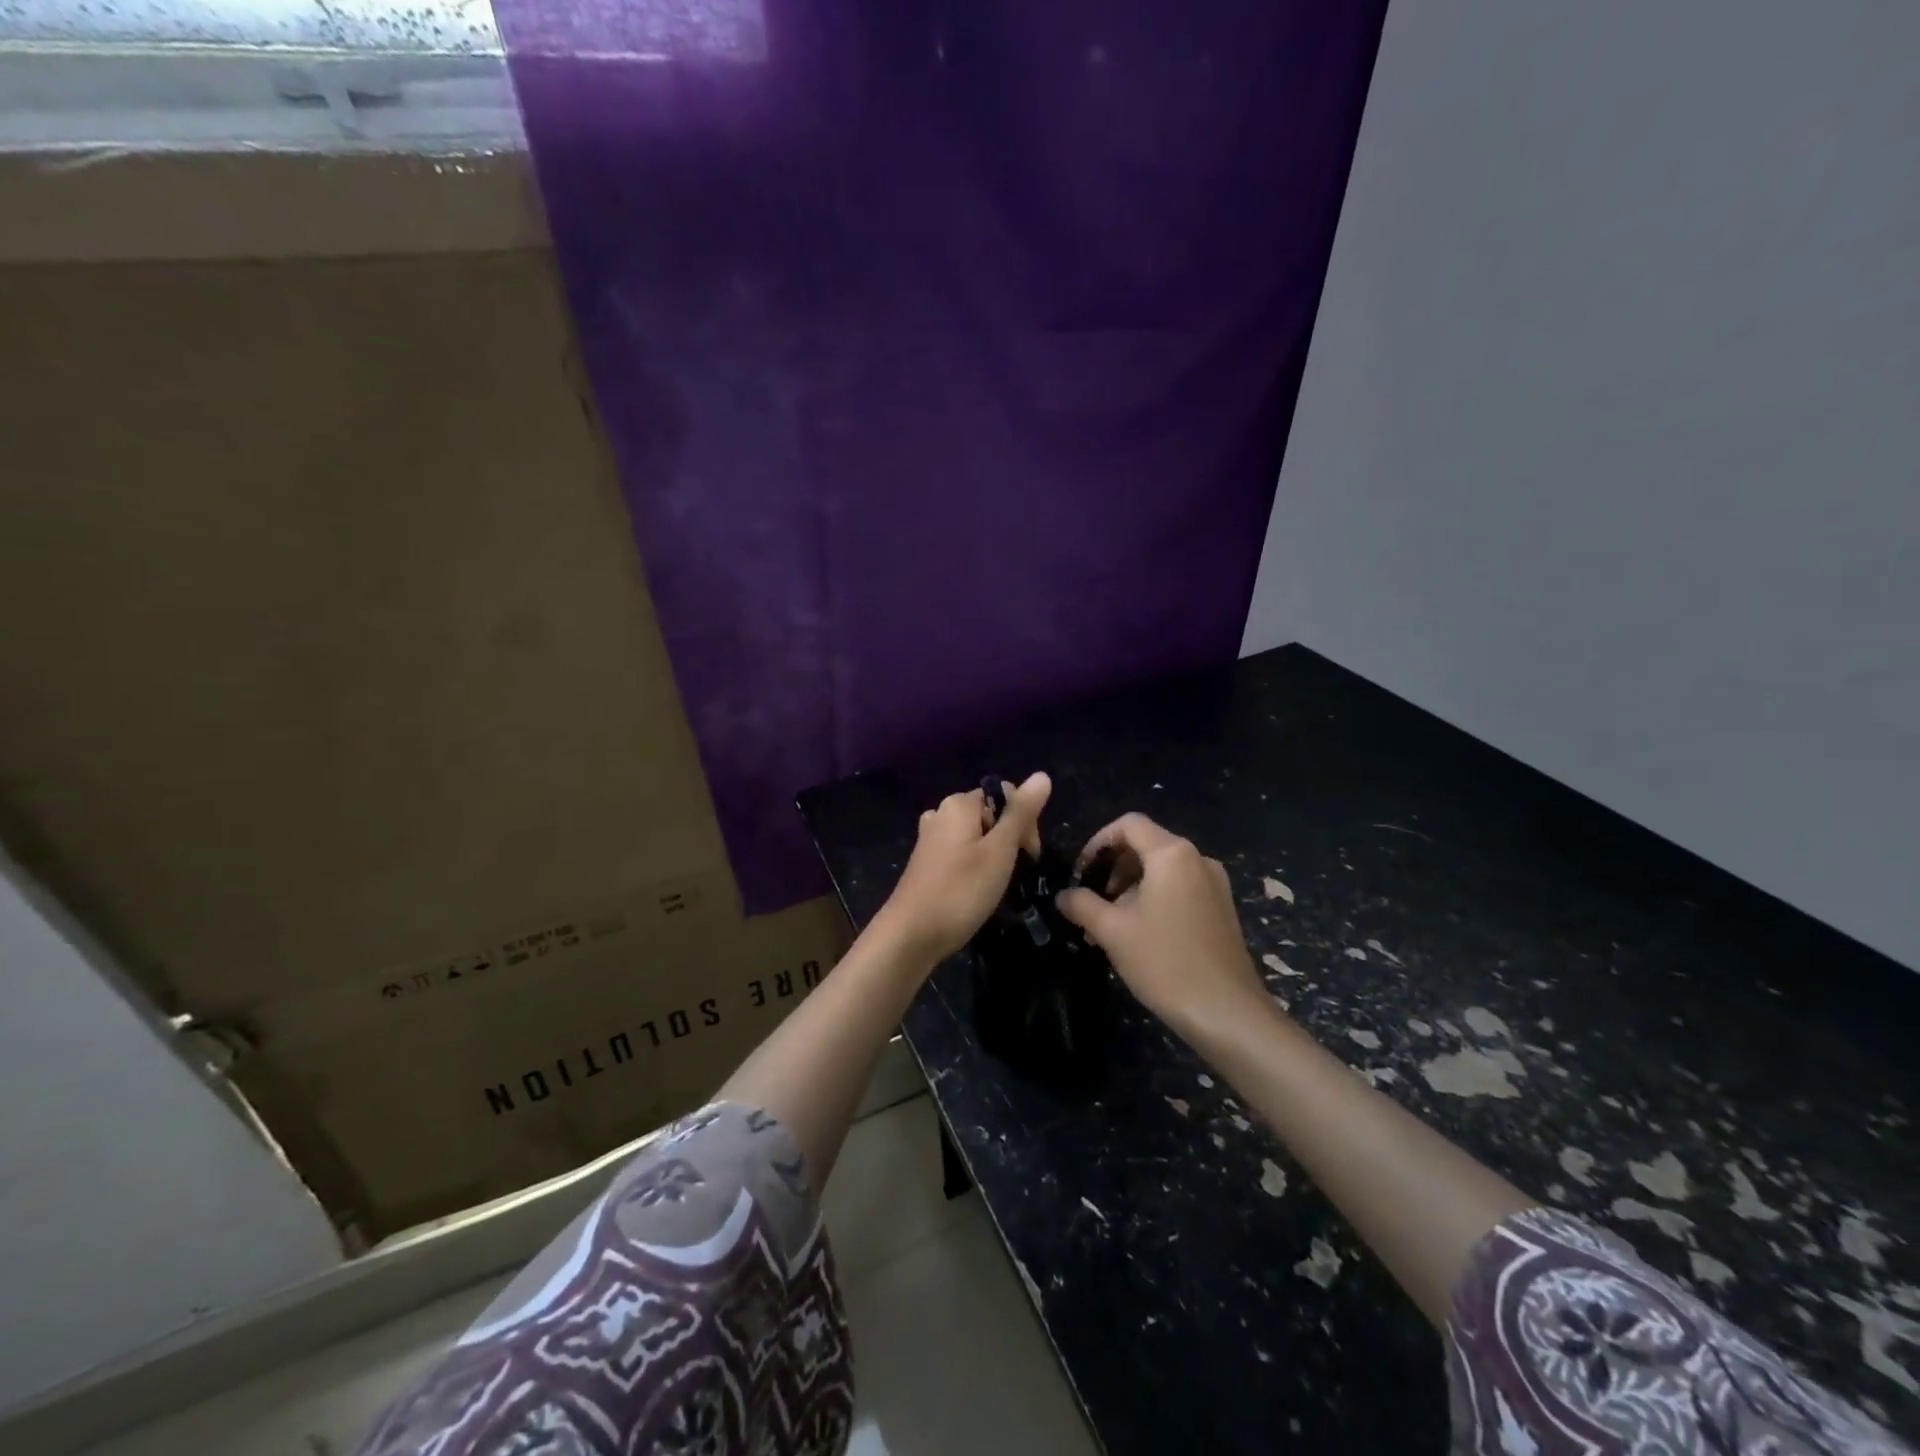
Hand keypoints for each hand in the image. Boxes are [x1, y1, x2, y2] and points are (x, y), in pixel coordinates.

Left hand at [877, 773, 1052, 964]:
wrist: (912, 935)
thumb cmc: (961, 890)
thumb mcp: (1000, 850)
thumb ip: (1021, 813)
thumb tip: (1042, 775)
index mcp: (959, 803)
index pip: (1006, 795)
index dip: (1025, 820)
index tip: (1029, 854)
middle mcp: (942, 812)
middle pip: (991, 813)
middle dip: (1011, 838)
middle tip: (1015, 872)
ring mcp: (931, 837)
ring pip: (977, 835)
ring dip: (994, 854)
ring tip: (997, 884)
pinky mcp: (926, 860)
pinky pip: (961, 851)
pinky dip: (975, 864)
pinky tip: (977, 888)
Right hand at [1055, 813, 1264, 1036]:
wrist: (1226, 1013)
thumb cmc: (1165, 962)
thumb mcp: (1112, 931)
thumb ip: (1082, 904)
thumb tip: (1064, 895)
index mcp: (1172, 854)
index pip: (1129, 825)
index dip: (1098, 841)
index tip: (1081, 871)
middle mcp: (1197, 859)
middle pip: (1146, 845)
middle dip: (1113, 868)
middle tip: (1092, 901)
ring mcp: (1214, 884)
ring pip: (1162, 870)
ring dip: (1131, 887)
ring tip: (1111, 924)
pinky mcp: (1221, 908)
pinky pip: (1180, 888)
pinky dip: (1154, 899)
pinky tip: (1139, 934)